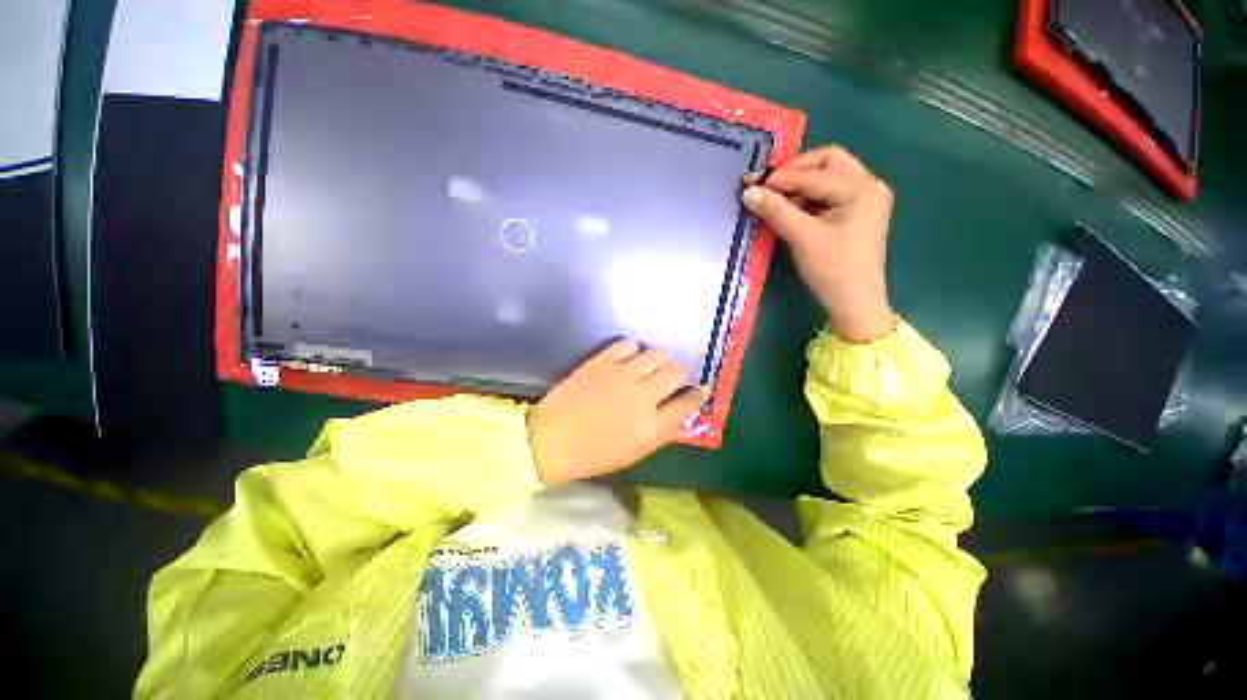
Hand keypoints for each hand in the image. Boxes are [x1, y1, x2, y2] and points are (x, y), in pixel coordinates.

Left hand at [527, 341, 708, 483]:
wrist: (551, 440)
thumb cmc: (593, 454)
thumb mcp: (635, 452)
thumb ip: (662, 431)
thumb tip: (681, 412)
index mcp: (651, 427)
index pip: (688, 403)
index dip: (698, 394)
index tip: (699, 389)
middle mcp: (642, 397)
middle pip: (677, 371)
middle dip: (680, 373)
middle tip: (671, 378)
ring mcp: (621, 375)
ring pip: (657, 353)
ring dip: (659, 360)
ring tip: (650, 367)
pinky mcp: (602, 361)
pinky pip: (629, 345)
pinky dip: (634, 351)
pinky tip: (628, 359)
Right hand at [742, 145, 896, 342]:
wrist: (853, 304)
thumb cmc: (833, 271)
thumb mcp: (803, 237)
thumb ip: (776, 210)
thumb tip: (748, 191)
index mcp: (862, 188)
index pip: (815, 172)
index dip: (781, 177)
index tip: (750, 184)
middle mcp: (867, 185)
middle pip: (826, 163)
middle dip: (793, 172)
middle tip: (766, 187)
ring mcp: (862, 199)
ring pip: (824, 178)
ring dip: (797, 187)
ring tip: (771, 202)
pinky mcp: (853, 214)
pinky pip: (825, 196)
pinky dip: (804, 200)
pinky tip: (786, 211)